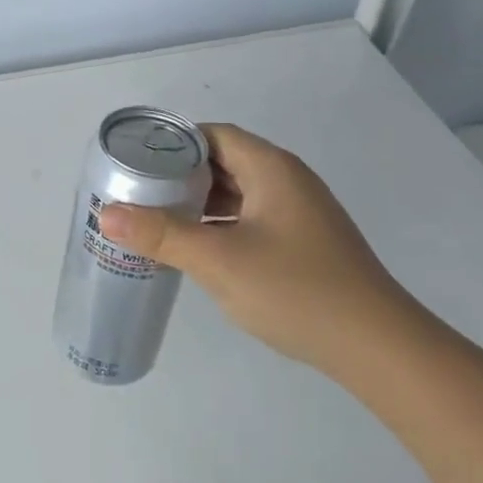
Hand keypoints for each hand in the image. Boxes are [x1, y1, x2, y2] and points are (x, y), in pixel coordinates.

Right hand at [98, 123, 412, 370]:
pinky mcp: (303, 243)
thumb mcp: (218, 260)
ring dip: (199, 203)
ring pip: (238, 194)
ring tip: (156, 220)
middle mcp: (288, 181)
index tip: (136, 163)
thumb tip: (106, 214)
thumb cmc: (295, 290)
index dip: (173, 144)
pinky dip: (221, 225)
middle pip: (225, 162)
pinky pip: (251, 219)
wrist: (376, 346)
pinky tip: (196, 248)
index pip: (214, 135)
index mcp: (272, 169)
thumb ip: (161, 234)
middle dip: (180, 176)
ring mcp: (299, 214)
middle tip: (137, 193)